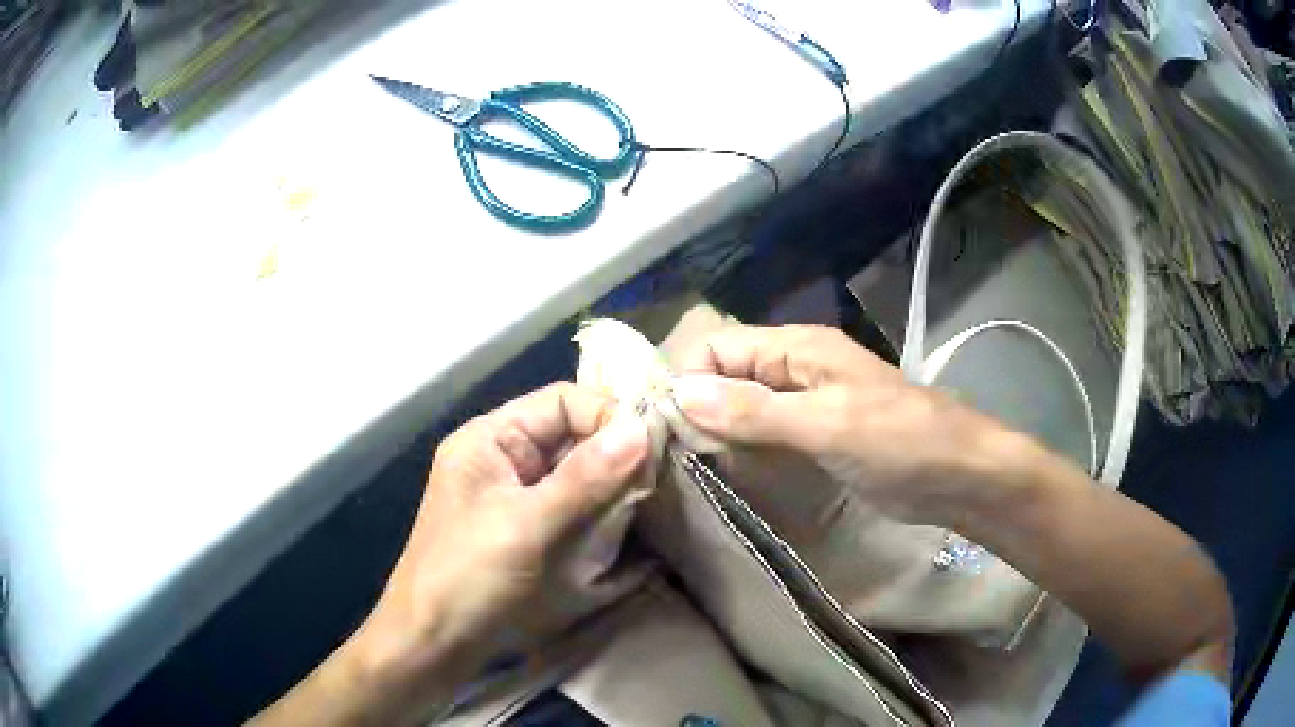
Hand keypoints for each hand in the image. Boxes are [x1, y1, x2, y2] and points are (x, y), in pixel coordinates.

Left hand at [253, 383, 650, 726]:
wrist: (434, 645)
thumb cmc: (467, 578)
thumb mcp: (524, 525)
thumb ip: (583, 478)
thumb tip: (642, 429)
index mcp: (491, 439)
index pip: (561, 402)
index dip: (608, 415)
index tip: (653, 447)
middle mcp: (507, 460)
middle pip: (574, 437)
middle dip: (618, 455)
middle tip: (664, 479)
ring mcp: (521, 500)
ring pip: (582, 475)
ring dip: (616, 488)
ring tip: (656, 504)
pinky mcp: (534, 535)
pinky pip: (579, 510)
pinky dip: (606, 516)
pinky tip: (634, 529)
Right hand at [670, 324, 1022, 523]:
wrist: (959, 476)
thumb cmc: (900, 441)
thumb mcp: (827, 424)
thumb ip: (755, 410)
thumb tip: (680, 393)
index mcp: (797, 348)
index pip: (717, 347)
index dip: (687, 379)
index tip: (667, 430)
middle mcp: (795, 369)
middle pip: (725, 375)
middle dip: (697, 408)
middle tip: (672, 458)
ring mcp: (806, 406)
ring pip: (742, 407)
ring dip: (716, 432)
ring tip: (689, 470)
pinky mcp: (815, 439)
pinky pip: (764, 435)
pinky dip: (741, 450)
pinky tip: (725, 476)